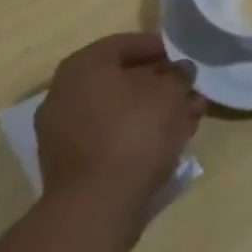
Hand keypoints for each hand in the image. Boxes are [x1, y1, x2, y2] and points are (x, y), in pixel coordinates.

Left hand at [35, 33, 204, 239]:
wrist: (96, 207)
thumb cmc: (133, 133)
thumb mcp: (170, 93)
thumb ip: (178, 75)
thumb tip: (180, 71)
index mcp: (83, 65)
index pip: (127, 44)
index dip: (160, 49)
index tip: (183, 58)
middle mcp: (65, 93)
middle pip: (122, 80)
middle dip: (160, 85)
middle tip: (188, 90)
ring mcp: (62, 132)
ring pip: (118, 111)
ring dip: (153, 111)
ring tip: (188, 118)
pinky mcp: (69, 165)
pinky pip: (109, 137)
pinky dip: (136, 134)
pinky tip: (168, 141)